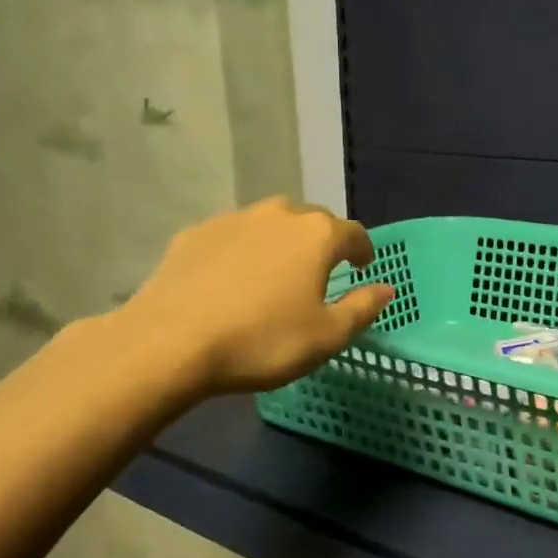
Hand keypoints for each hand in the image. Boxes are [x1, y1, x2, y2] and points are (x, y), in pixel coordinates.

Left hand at [117, 197, 395, 394]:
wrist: (171, 342)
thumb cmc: (263, 341)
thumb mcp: (327, 336)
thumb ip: (362, 308)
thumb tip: (386, 288)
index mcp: (317, 235)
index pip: (353, 234)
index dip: (363, 251)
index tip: (363, 267)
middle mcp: (279, 215)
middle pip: (312, 221)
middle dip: (322, 243)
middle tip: (320, 272)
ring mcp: (233, 219)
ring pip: (270, 224)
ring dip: (281, 243)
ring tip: (276, 274)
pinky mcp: (195, 233)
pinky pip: (233, 237)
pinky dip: (243, 251)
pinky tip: (232, 280)